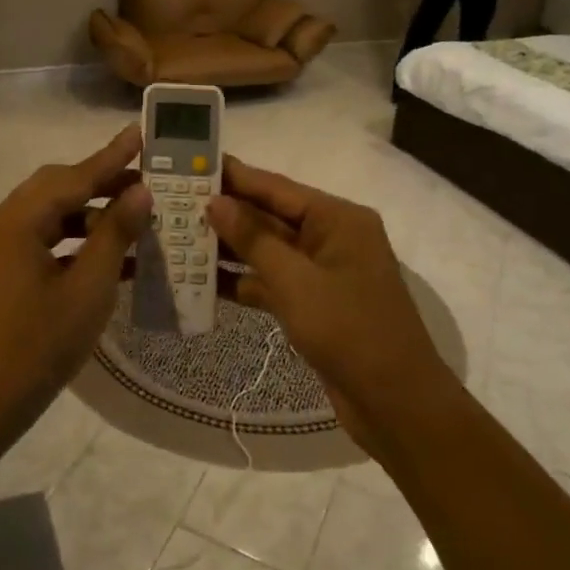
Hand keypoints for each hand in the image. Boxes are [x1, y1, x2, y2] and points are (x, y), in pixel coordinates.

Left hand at [0, 126, 151, 434]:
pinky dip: (77, 241)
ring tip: (137, 214)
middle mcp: (3, 224)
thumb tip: (140, 192)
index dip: (112, 157)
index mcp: (17, 221)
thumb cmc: (38, 345)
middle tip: (147, 179)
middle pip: (59, 188)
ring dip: (92, 213)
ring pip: (53, 215)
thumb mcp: (88, 289)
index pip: (73, 177)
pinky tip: (114, 253)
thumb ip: (114, 234)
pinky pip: (45, 241)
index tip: (140, 133)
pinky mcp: (3, 272)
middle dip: (103, 182)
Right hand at [206, 157, 456, 458]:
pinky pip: (270, 281)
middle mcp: (330, 237)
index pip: (276, 187)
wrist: (396, 405)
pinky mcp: (312, 303)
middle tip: (174, 201)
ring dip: (228, 247)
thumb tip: (215, 202)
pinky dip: (241, 281)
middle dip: (225, 211)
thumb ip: (253, 239)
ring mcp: (321, 272)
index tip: (193, 164)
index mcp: (337, 219)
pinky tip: (200, 280)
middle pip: (269, 216)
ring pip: (266, 250)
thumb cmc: (350, 331)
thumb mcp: (296, 282)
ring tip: (178, 236)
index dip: (234, 176)